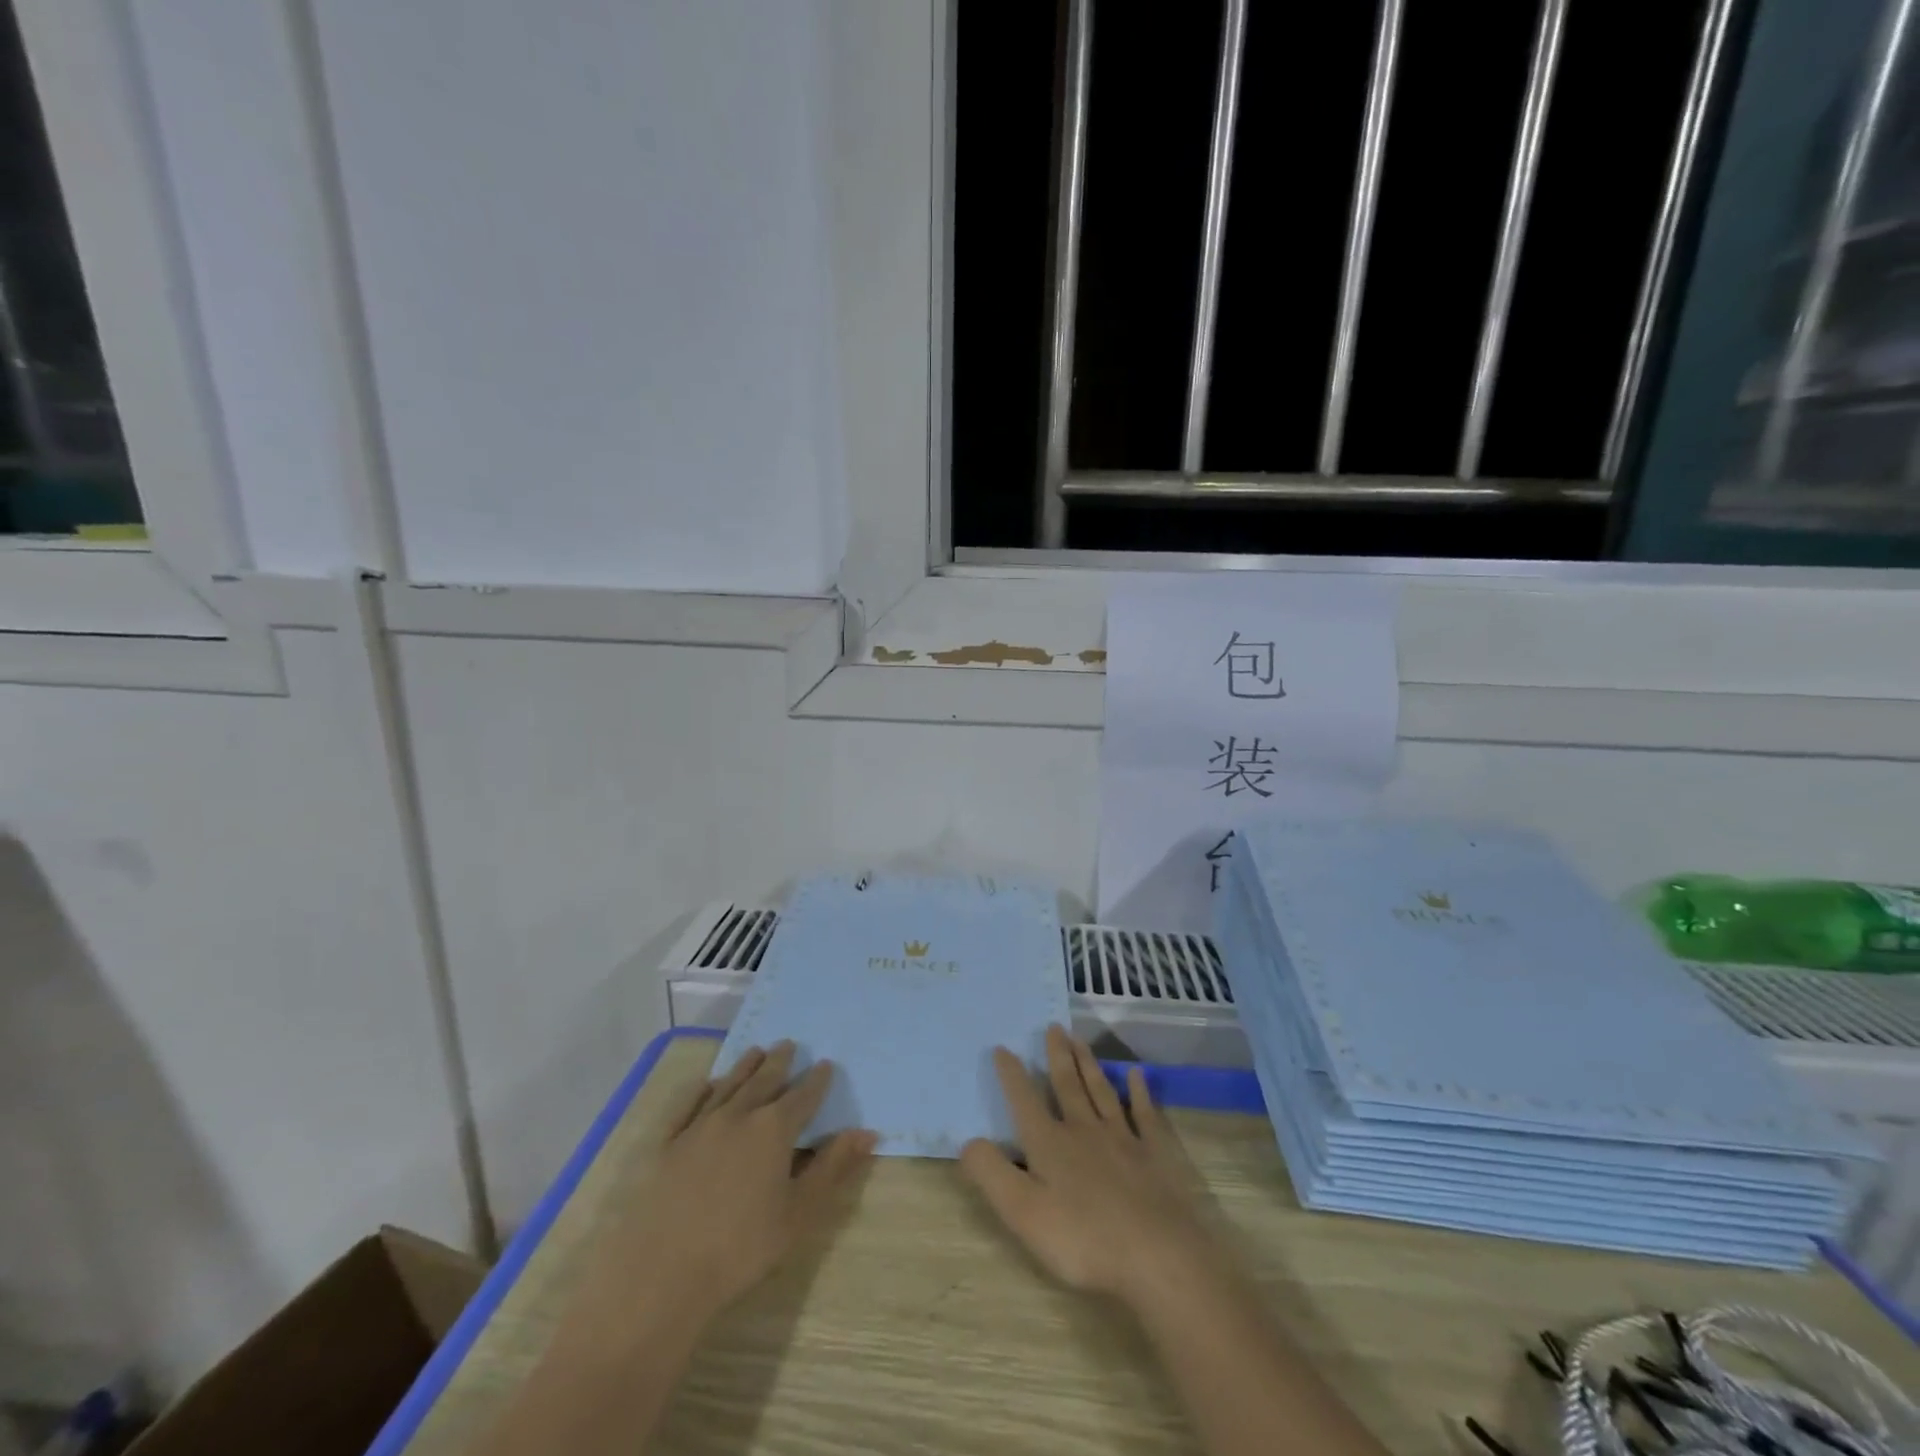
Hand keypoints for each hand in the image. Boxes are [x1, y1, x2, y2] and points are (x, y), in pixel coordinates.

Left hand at [616, 1041, 876, 1324]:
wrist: (660, 1275)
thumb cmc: (740, 1248)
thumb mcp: (798, 1213)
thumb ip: (832, 1168)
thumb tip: (867, 1132)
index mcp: (773, 1129)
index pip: (802, 1096)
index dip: (817, 1080)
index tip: (826, 1064)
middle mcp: (738, 1115)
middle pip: (764, 1080)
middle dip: (780, 1062)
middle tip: (789, 1044)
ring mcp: (698, 1126)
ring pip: (728, 1085)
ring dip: (745, 1066)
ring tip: (757, 1051)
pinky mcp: (667, 1144)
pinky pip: (687, 1106)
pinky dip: (701, 1090)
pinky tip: (707, 1083)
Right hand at [959, 1024, 1224, 1310]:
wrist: (1157, 1254)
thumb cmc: (1084, 1239)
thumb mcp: (1022, 1213)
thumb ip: (992, 1174)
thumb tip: (968, 1140)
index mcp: (1050, 1144)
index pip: (1025, 1101)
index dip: (1012, 1075)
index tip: (1003, 1048)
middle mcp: (1083, 1130)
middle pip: (1067, 1085)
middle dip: (1057, 1056)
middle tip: (1053, 1027)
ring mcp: (1122, 1138)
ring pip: (1101, 1091)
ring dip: (1088, 1064)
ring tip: (1079, 1039)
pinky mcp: (1155, 1153)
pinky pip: (1144, 1113)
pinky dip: (1139, 1092)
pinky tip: (1137, 1075)